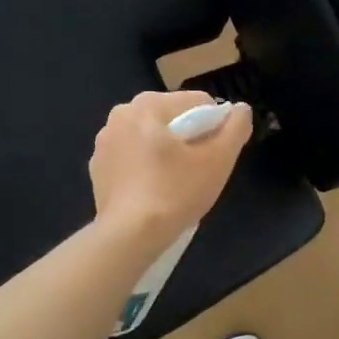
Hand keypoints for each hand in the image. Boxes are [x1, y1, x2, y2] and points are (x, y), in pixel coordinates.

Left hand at [89, 91, 251, 256]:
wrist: (130, 236)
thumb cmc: (177, 192)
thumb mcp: (219, 160)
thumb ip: (235, 127)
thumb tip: (241, 109)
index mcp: (148, 104)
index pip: (198, 103)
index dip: (216, 127)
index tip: (217, 155)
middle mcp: (121, 114)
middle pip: (173, 118)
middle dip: (190, 138)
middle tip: (199, 170)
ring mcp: (104, 142)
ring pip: (151, 138)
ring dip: (167, 152)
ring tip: (177, 183)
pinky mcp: (98, 167)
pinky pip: (133, 158)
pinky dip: (146, 167)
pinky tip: (154, 191)